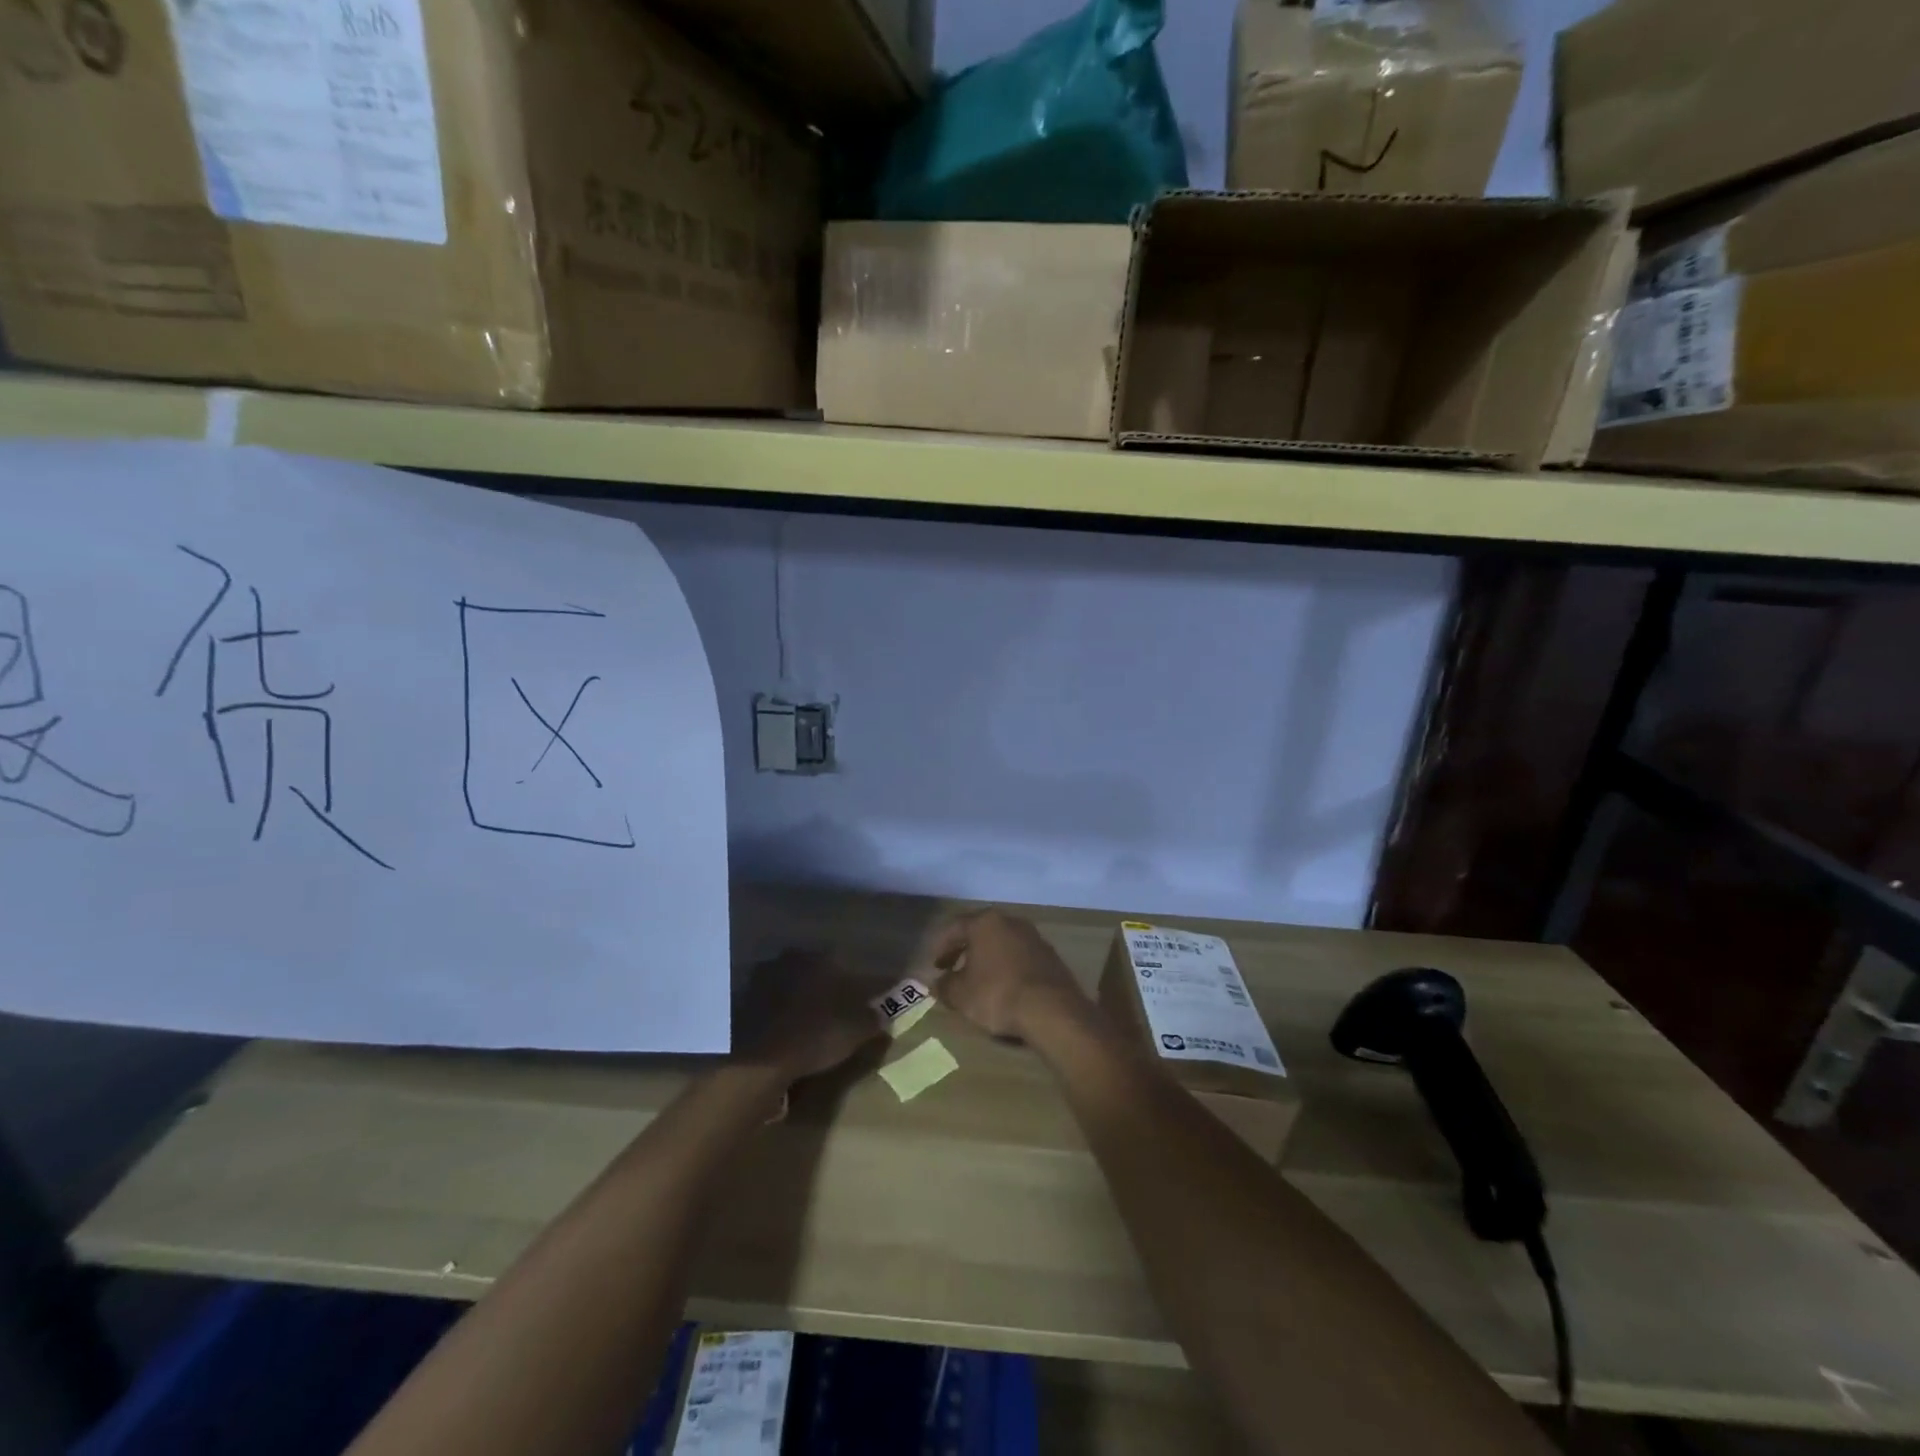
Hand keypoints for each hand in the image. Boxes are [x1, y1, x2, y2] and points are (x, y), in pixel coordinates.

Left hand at [736, 950, 884, 1081]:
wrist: (760, 1060)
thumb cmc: (815, 1038)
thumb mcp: (854, 1032)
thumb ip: (872, 1019)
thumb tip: (883, 1014)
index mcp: (821, 960)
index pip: (843, 962)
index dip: (851, 981)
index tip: (856, 996)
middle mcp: (792, 959)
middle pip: (813, 968)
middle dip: (822, 983)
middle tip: (830, 1006)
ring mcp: (764, 976)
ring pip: (789, 979)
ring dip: (797, 993)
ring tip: (804, 1017)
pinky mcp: (743, 997)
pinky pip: (767, 998)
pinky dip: (775, 1007)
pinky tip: (782, 1026)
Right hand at [923, 909, 1089, 1041]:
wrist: (1051, 1010)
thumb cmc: (998, 994)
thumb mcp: (961, 995)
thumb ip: (944, 986)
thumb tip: (937, 983)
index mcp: (985, 922)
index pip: (955, 927)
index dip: (941, 946)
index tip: (934, 966)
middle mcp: (1010, 921)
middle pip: (980, 931)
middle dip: (964, 950)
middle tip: (953, 969)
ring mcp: (1034, 937)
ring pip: (1002, 943)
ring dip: (987, 958)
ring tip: (978, 980)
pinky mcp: (1050, 956)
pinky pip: (1020, 957)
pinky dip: (1008, 967)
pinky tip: (1005, 987)